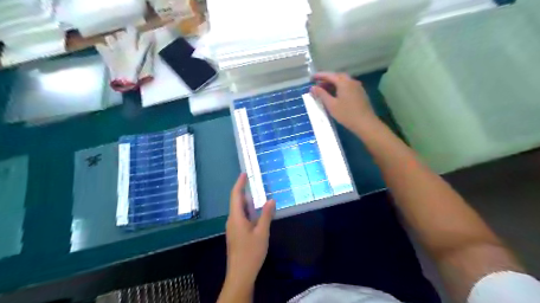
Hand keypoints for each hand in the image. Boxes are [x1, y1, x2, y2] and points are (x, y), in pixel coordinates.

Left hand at [225, 174, 274, 285]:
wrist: (240, 274)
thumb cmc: (251, 252)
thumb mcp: (262, 232)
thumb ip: (266, 215)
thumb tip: (271, 200)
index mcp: (236, 217)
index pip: (236, 195)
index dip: (239, 183)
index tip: (244, 173)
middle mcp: (232, 220)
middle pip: (237, 202)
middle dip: (245, 191)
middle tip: (255, 182)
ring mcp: (233, 228)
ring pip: (240, 210)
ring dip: (248, 203)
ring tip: (258, 196)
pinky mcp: (236, 234)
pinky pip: (241, 218)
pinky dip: (249, 212)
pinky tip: (257, 214)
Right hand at [311, 72, 376, 130]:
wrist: (365, 123)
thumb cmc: (346, 114)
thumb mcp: (331, 105)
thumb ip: (321, 94)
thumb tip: (312, 88)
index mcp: (344, 82)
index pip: (329, 75)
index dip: (319, 76)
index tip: (311, 78)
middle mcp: (351, 81)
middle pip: (337, 76)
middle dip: (326, 79)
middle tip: (318, 85)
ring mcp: (357, 87)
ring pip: (343, 81)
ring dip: (333, 84)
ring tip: (324, 91)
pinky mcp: (360, 93)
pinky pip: (347, 86)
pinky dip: (339, 88)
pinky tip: (335, 95)